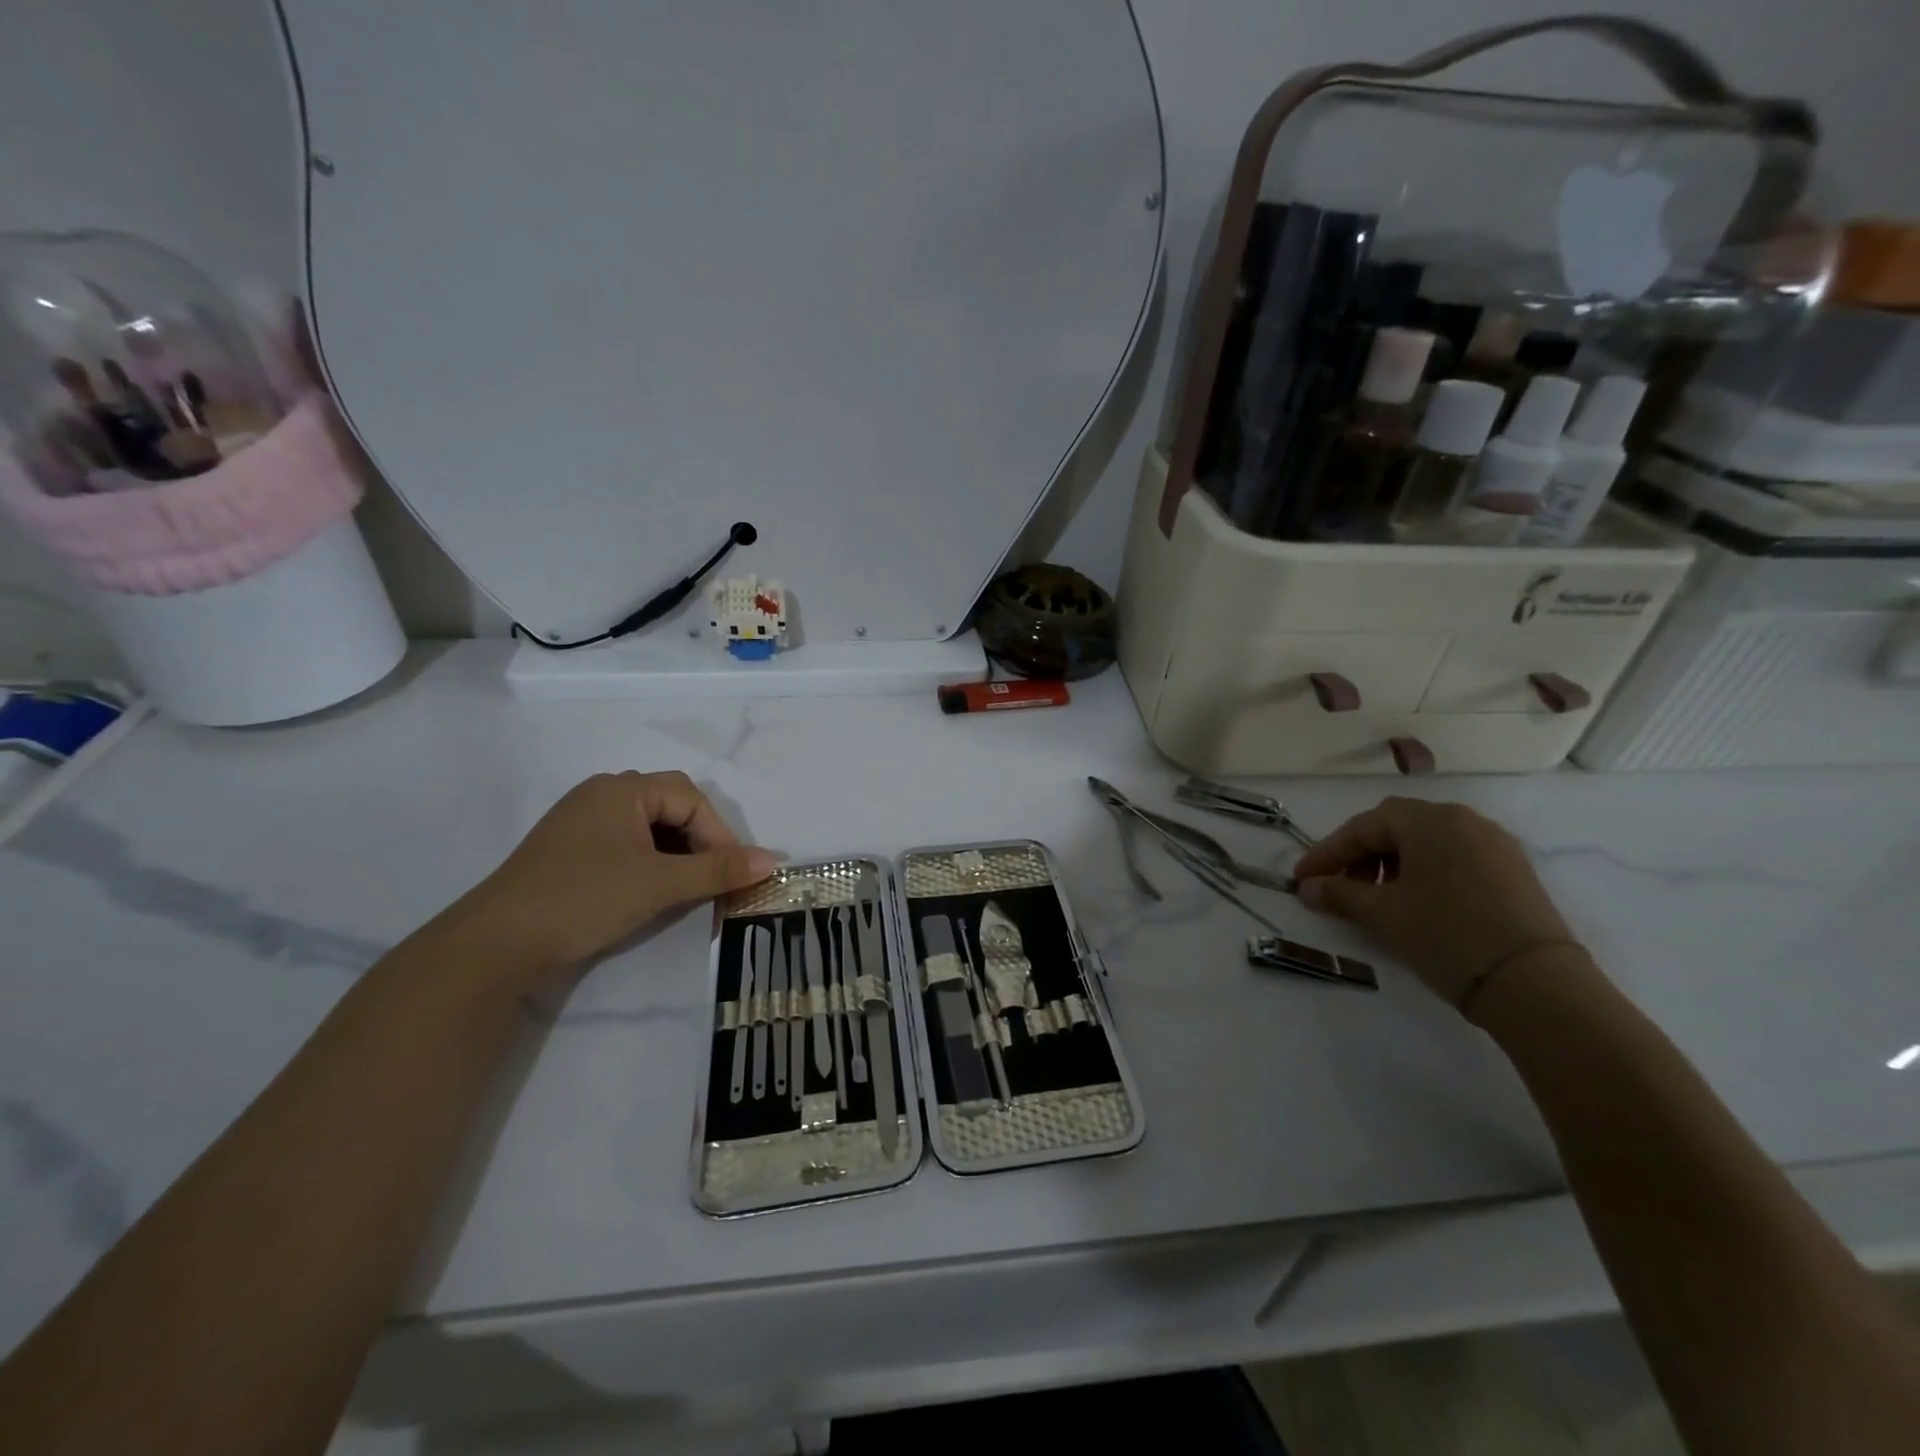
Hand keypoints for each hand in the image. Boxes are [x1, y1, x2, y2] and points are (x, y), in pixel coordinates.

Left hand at [454, 771, 777, 973]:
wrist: (496, 944)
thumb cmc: (586, 898)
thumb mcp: (661, 884)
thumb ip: (718, 870)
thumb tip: (773, 860)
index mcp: (623, 790)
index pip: (691, 799)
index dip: (720, 835)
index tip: (733, 875)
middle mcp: (601, 795)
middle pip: (671, 807)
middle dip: (700, 842)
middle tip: (713, 879)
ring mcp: (581, 822)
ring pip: (649, 828)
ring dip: (677, 854)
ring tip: (687, 889)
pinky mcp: (569, 851)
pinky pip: (625, 845)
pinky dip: (650, 863)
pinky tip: (651, 892)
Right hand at [1294, 797, 1574, 1008]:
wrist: (1535, 984)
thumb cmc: (1446, 935)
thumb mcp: (1383, 914)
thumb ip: (1339, 894)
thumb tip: (1307, 888)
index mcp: (1429, 820)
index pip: (1363, 826)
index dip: (1328, 852)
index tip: (1303, 878)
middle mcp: (1463, 820)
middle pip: (1396, 826)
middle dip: (1360, 854)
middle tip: (1339, 885)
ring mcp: (1494, 844)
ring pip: (1427, 842)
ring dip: (1392, 863)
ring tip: (1375, 897)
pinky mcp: (1514, 871)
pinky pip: (1455, 857)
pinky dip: (1425, 872)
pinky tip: (1415, 901)